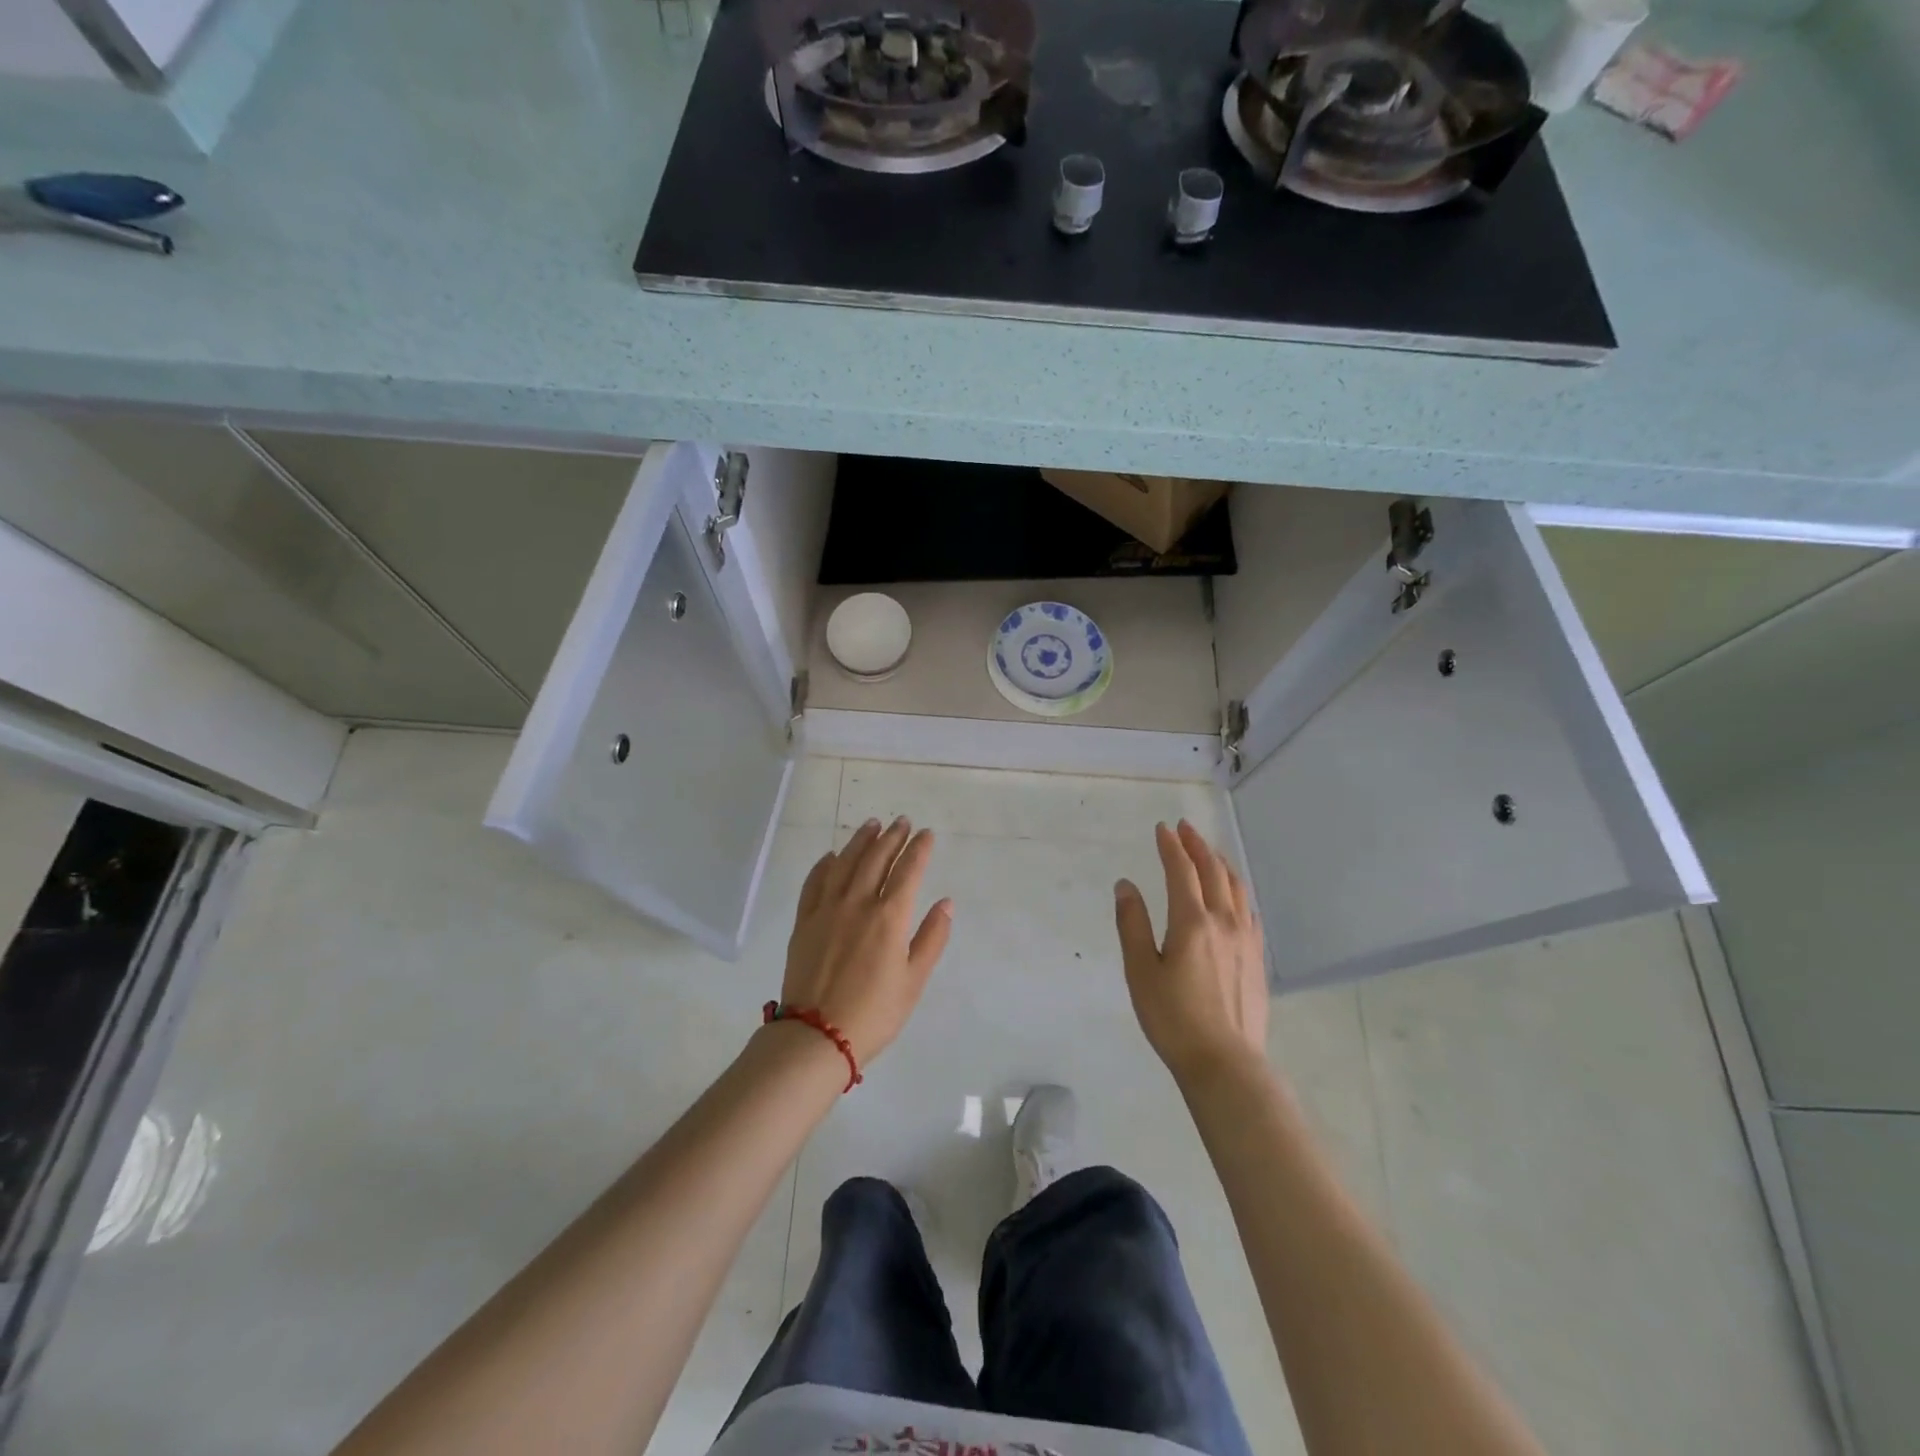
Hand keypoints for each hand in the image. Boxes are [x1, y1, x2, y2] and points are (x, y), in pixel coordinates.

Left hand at [780, 817, 952, 1064]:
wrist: (816, 1035)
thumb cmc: (874, 1013)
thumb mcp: (914, 981)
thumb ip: (931, 938)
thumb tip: (946, 903)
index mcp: (889, 917)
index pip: (908, 870)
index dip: (919, 849)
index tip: (926, 833)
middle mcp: (858, 903)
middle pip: (876, 858)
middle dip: (892, 837)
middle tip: (902, 821)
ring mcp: (827, 909)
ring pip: (845, 863)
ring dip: (860, 840)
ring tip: (872, 825)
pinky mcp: (804, 921)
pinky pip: (814, 882)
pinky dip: (825, 865)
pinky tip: (832, 856)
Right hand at [1115, 820, 1268, 1086]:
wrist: (1225, 1063)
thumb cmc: (1173, 1018)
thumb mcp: (1140, 971)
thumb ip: (1132, 924)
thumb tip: (1125, 885)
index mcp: (1192, 922)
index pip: (1182, 871)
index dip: (1171, 846)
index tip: (1162, 829)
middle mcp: (1224, 922)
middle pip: (1213, 872)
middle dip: (1197, 846)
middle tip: (1185, 829)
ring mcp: (1246, 939)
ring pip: (1237, 888)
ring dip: (1221, 864)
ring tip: (1210, 853)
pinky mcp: (1257, 958)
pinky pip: (1250, 911)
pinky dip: (1238, 891)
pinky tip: (1235, 896)